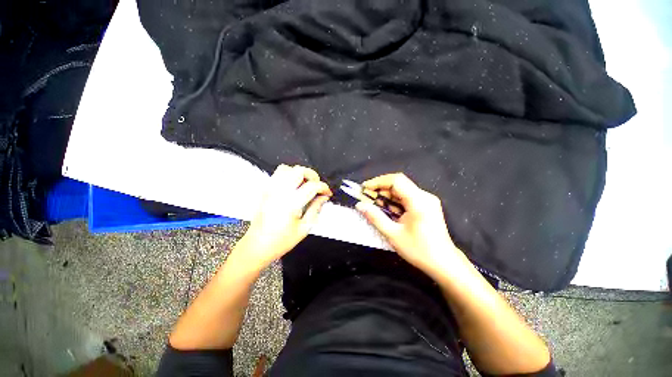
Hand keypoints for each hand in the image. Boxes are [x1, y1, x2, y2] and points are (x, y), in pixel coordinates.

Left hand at [236, 164, 331, 269]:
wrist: (256, 246)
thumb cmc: (281, 241)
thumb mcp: (304, 228)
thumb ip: (315, 209)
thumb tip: (323, 197)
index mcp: (290, 204)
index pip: (311, 186)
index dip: (323, 187)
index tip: (327, 193)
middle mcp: (279, 193)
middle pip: (299, 171)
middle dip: (312, 175)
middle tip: (317, 186)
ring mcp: (270, 190)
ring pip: (286, 168)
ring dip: (299, 173)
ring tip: (305, 184)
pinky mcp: (265, 191)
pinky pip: (277, 174)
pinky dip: (288, 175)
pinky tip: (293, 186)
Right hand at [355, 173, 460, 275]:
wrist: (444, 263)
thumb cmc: (419, 250)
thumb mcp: (393, 235)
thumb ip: (375, 218)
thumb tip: (360, 205)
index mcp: (418, 201)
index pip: (396, 181)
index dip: (378, 182)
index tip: (364, 189)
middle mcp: (424, 196)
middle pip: (399, 184)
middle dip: (381, 189)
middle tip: (367, 199)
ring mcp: (427, 200)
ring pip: (402, 190)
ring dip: (387, 196)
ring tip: (375, 206)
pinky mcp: (427, 205)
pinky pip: (407, 197)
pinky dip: (395, 201)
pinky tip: (388, 211)